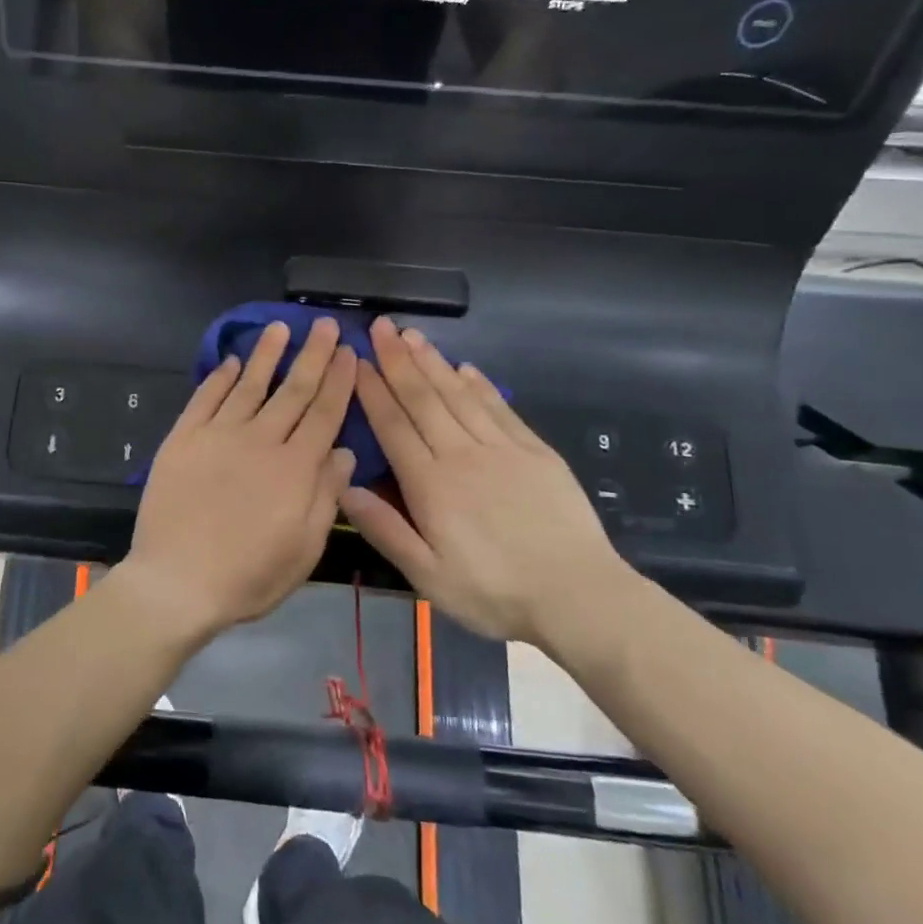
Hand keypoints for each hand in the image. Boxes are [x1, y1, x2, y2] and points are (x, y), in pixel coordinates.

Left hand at [124, 318, 357, 638]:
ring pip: (249, 384)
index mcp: (295, 468)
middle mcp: (260, 440)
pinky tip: (230, 362)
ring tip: (279, 327)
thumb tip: (344, 452)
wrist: (176, 581)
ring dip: (266, 354)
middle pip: (293, 390)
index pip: (324, 413)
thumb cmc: (248, 576)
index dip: (339, 380)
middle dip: (312, 354)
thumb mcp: (304, 549)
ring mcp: (218, 435)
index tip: (348, 351)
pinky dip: (219, 378)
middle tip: (322, 323)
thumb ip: (326, 496)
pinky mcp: (183, 439)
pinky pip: (205, 399)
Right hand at [339, 317, 637, 643]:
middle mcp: (463, 455)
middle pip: (424, 399)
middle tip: (381, 327)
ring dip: (434, 362)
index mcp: (431, 484)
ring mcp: (503, 449)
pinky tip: (466, 368)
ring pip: (460, 395)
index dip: (373, 390)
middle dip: (399, 360)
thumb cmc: (494, 593)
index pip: (393, 425)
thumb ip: (385, 529)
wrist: (578, 597)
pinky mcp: (536, 452)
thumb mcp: (428, 577)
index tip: (357, 359)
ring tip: (413, 335)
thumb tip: (344, 486)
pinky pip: (500, 408)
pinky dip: (480, 384)